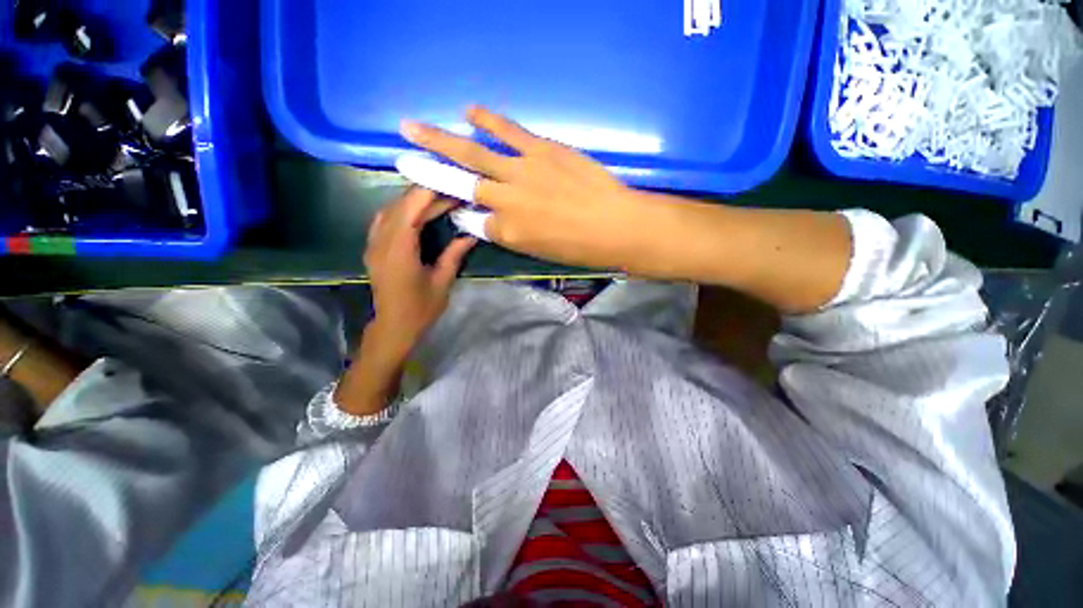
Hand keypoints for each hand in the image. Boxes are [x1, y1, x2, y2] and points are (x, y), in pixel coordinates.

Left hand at [365, 187, 475, 353]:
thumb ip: (454, 255)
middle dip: (426, 194)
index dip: (431, 193)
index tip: (452, 185)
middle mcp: (381, 241)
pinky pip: (385, 219)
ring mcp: (373, 244)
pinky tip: (417, 213)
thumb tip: (471, 235)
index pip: (411, 208)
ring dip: (413, 200)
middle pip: (400, 205)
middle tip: (452, 192)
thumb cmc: (420, 309)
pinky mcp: (373, 248)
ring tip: (438, 198)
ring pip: (390, 209)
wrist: (393, 327)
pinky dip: (402, 210)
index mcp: (399, 250)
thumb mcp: (442, 282)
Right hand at [400, 106, 659, 271]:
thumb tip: (488, 221)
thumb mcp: (540, 252)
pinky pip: (508, 132)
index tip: (449, 204)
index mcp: (507, 233)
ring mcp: (522, 172)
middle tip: (402, 158)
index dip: (459, 212)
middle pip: (460, 184)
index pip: (472, 220)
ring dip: (440, 139)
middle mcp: (506, 202)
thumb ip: (511, 236)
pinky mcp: (542, 150)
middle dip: (428, 172)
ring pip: (473, 154)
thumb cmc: (581, 248)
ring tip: (413, 128)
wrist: (617, 226)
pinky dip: (487, 120)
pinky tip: (470, 111)